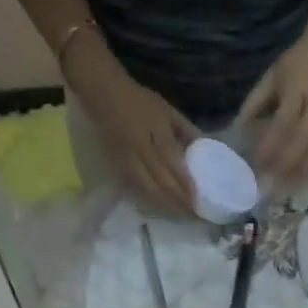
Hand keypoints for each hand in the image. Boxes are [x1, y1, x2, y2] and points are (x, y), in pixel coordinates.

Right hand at [65, 30, 197, 214]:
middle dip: (179, 199)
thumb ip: (186, 131)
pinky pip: (134, 188)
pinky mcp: (116, 166)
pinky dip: (149, 199)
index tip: (198, 197)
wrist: (102, 93)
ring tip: (180, 214)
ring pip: (148, 188)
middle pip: (162, 180)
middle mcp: (141, 147)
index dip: (186, 181)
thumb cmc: (139, 100)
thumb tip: (205, 149)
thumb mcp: (167, 110)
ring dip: (165, 204)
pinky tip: (160, 207)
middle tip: (193, 213)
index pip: (173, 161)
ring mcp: (127, 159)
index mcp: (155, 130)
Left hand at [237, 22, 307, 187]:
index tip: (257, 162)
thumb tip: (238, 132)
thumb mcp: (271, 77)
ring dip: (301, 172)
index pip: (284, 122)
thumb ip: (255, 103)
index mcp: (297, 88)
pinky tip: (303, 182)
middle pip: (303, 141)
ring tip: (285, 189)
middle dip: (286, 164)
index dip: (271, 145)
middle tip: (269, 181)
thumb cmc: (295, 64)